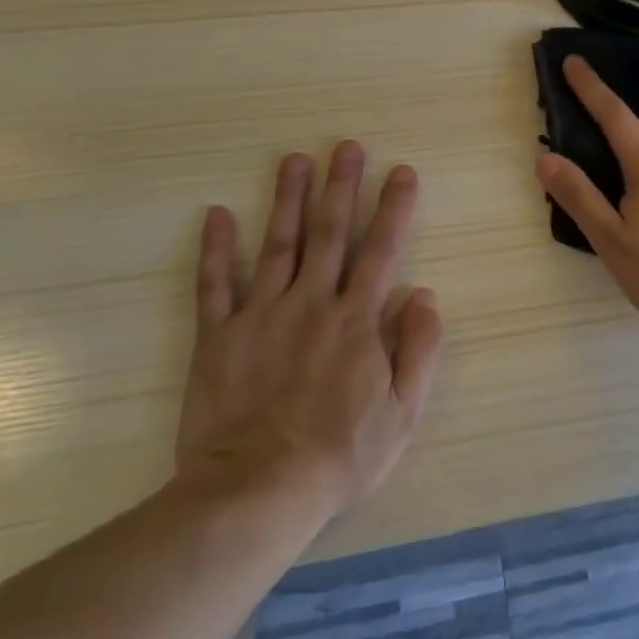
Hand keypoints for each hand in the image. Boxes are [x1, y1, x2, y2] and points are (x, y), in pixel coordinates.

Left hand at [174, 143, 443, 516]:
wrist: (257, 492)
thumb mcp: (404, 413)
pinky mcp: (219, 336)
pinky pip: (214, 285)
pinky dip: (214, 249)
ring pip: (277, 244)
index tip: (402, 171)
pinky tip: (215, 213)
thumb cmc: (340, 455)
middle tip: (347, 146)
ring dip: (288, 199)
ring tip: (295, 159)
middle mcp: (311, 303)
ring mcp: (261, 315)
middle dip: (342, 186)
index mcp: (357, 319)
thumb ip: (420, 349)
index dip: (394, 208)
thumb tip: (424, 294)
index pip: (382, 250)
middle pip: (329, 233)